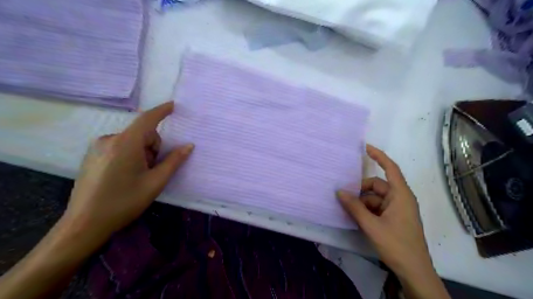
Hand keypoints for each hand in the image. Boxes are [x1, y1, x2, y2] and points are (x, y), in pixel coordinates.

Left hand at [63, 102, 194, 245]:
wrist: (84, 224)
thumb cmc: (124, 202)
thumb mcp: (155, 182)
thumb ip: (174, 161)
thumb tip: (189, 146)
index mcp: (126, 144)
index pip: (147, 120)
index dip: (162, 111)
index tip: (173, 105)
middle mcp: (109, 139)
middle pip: (142, 134)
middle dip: (153, 147)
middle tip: (152, 170)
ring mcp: (98, 147)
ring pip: (132, 141)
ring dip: (142, 153)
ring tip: (138, 175)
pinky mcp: (92, 155)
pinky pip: (120, 146)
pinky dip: (130, 155)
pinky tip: (125, 175)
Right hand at [337, 145, 448, 298]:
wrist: (414, 271)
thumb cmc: (396, 245)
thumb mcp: (372, 225)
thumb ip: (355, 207)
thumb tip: (339, 191)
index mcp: (401, 195)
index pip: (391, 168)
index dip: (379, 156)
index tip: (365, 147)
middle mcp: (400, 198)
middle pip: (377, 185)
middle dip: (361, 189)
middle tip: (344, 195)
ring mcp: (397, 209)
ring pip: (375, 197)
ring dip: (362, 202)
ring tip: (348, 209)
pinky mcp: (394, 218)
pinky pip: (377, 207)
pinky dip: (366, 209)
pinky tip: (356, 217)